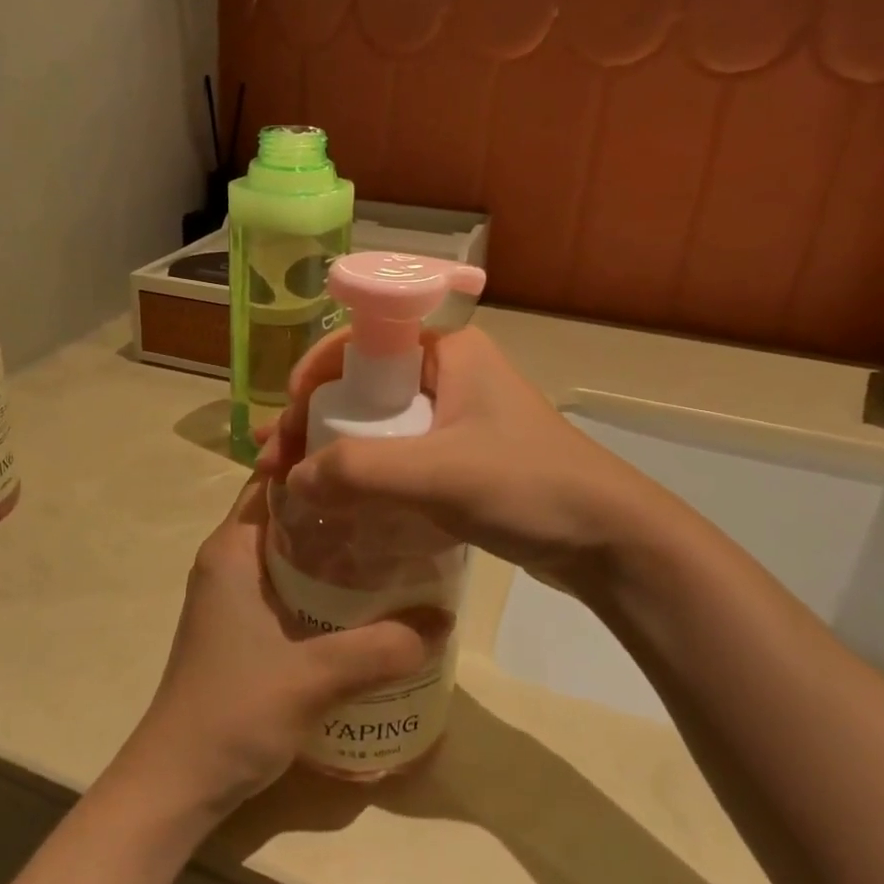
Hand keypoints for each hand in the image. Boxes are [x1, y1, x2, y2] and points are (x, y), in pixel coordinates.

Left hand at [114, 474, 450, 821]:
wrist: (178, 782)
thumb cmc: (233, 712)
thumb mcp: (313, 677)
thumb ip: (380, 648)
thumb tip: (444, 620)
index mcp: (233, 548)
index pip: (274, 478)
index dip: (317, 458)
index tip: (370, 450)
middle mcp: (230, 559)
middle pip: (289, 510)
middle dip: (339, 502)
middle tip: (399, 499)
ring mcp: (234, 594)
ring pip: (292, 549)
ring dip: (335, 545)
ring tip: (395, 540)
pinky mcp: (243, 624)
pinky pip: (290, 583)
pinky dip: (325, 580)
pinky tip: (368, 596)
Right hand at [258, 327, 683, 596]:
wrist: (609, 541)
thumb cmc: (529, 487)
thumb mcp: (439, 474)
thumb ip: (361, 472)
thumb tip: (294, 479)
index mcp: (447, 350)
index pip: (359, 342)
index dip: (312, 377)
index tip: (286, 424)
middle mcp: (447, 373)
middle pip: (361, 386)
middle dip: (313, 421)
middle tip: (275, 464)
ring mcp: (454, 417)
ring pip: (376, 424)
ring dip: (332, 450)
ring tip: (292, 485)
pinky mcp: (459, 457)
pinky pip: (397, 455)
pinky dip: (363, 474)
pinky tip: (337, 501)